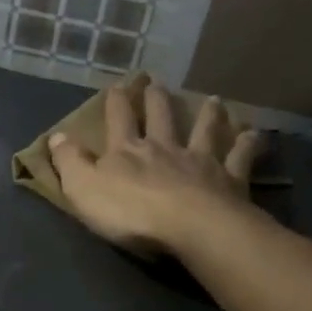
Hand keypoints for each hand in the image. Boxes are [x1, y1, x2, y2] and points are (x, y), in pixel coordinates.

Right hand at [48, 81, 257, 255]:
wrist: (191, 227)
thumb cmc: (130, 211)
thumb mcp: (83, 188)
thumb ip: (69, 161)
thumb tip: (56, 136)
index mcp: (127, 150)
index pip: (118, 119)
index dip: (116, 102)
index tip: (117, 85)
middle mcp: (164, 147)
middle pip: (161, 117)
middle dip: (156, 99)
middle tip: (157, 82)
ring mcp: (200, 161)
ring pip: (204, 130)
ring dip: (207, 114)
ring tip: (213, 99)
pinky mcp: (230, 180)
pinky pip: (240, 158)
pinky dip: (247, 144)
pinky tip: (255, 134)